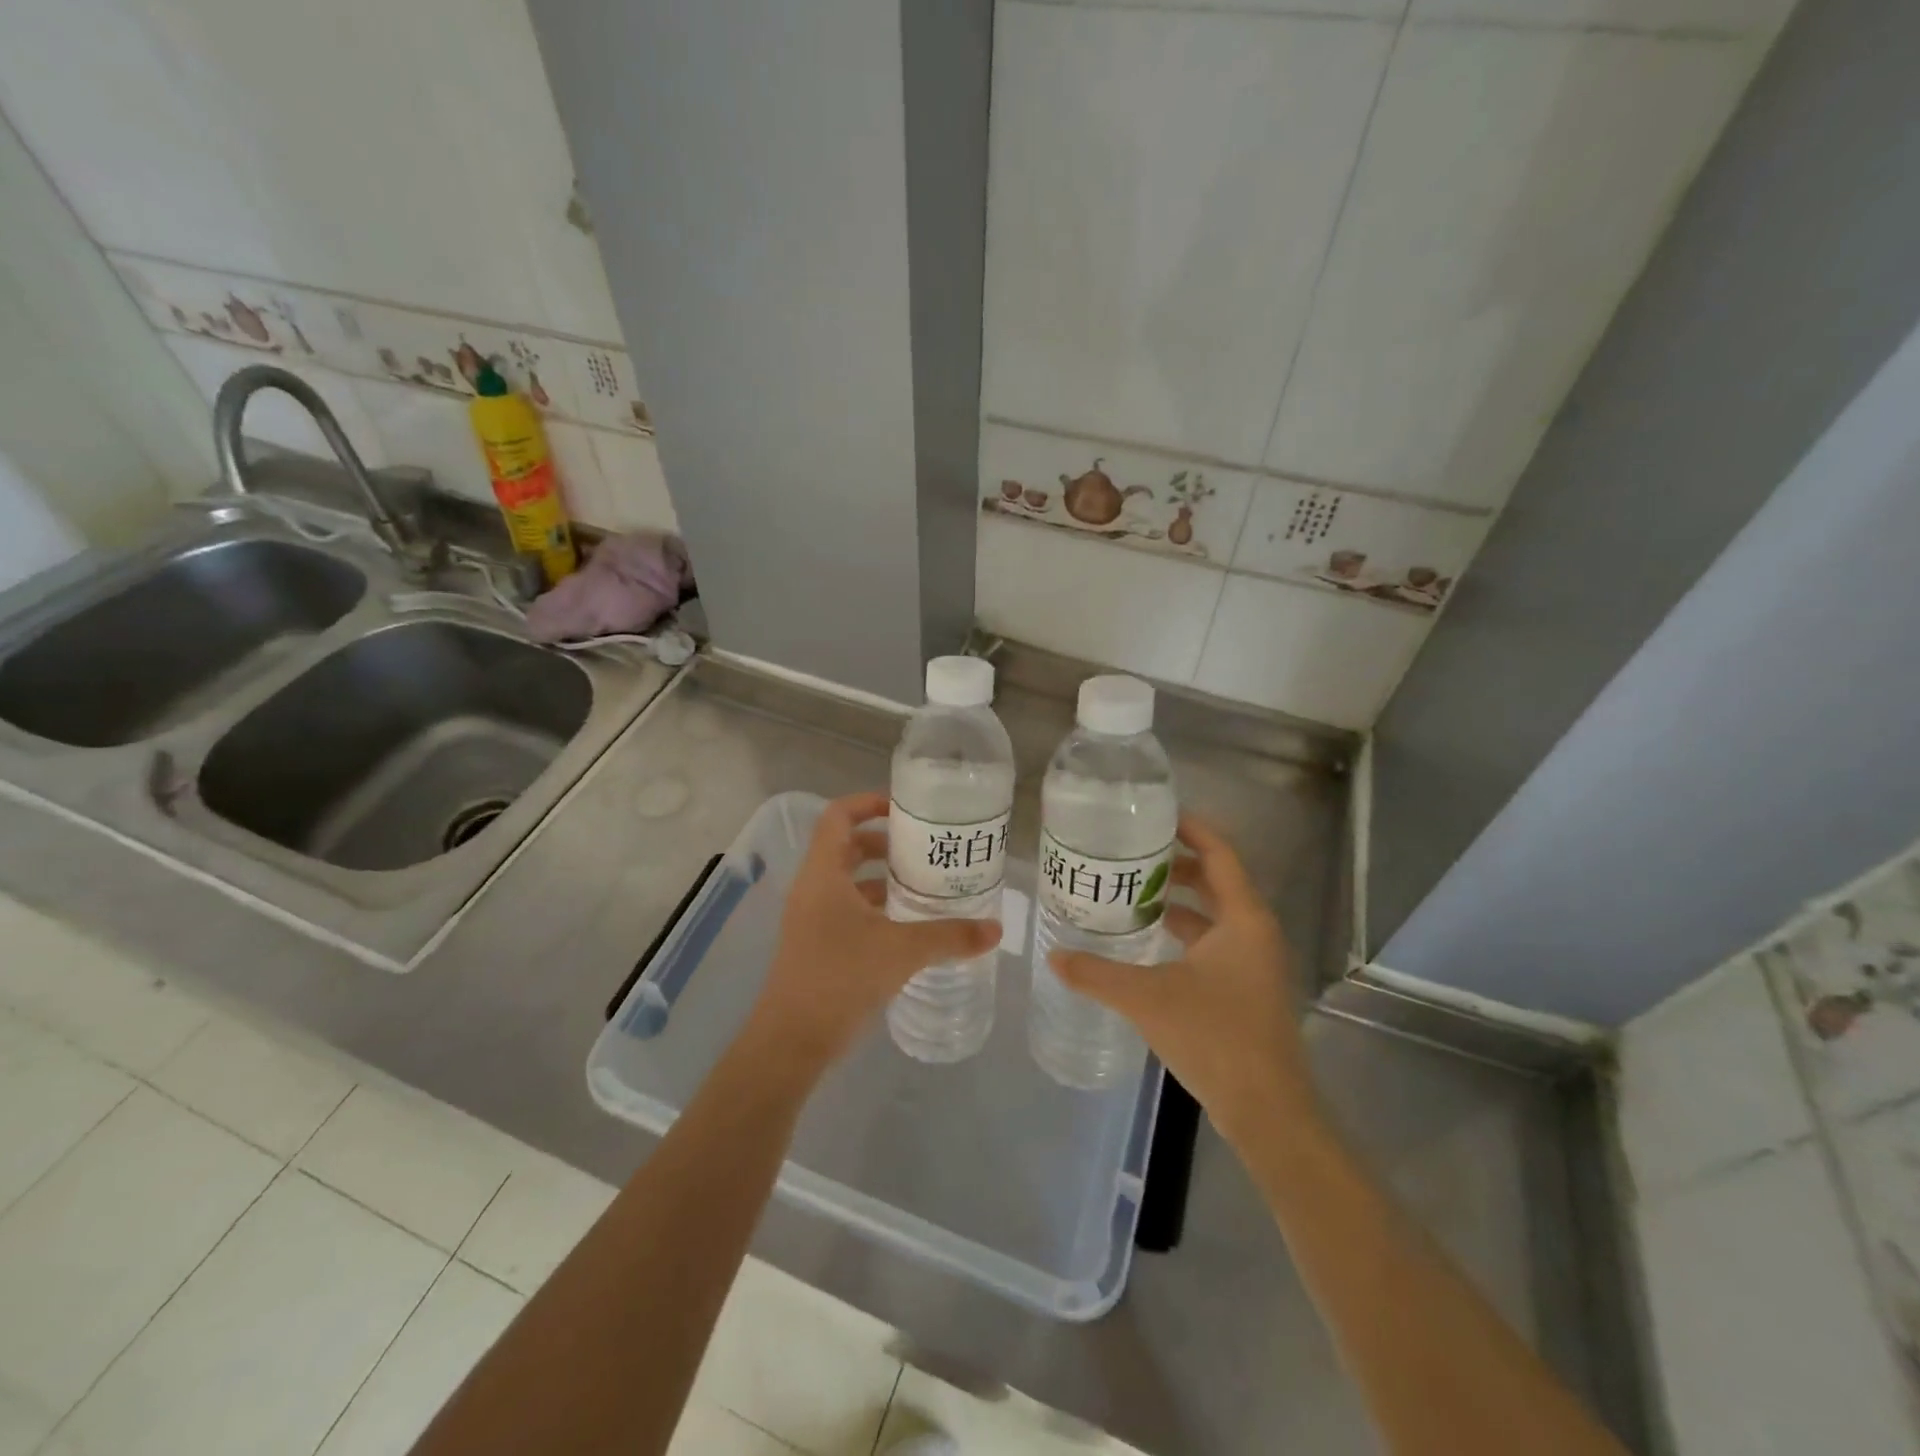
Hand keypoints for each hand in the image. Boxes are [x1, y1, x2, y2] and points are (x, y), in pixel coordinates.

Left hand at [743, 791, 999, 1074]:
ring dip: (881, 878)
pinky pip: (846, 910)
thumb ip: (949, 936)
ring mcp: (811, 918)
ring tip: (922, 885)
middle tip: (923, 849)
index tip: (905, 810)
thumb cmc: (840, 979)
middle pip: (845, 846)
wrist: (790, 1043)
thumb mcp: (901, 952)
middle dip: (884, 842)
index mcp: (823, 874)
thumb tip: (994, 929)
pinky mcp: (816, 945)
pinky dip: (874, 908)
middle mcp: (813, 889)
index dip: (868, 803)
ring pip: (847, 881)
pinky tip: (906, 927)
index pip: (839, 816)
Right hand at [1050, 814, 1316, 1145]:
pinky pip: (1214, 943)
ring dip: (1179, 901)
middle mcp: (1255, 933)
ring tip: (1132, 893)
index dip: (1191, 829)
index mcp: (1243, 919)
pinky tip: (1149, 943)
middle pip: (1216, 881)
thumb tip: (1054, 956)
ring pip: (1214, 915)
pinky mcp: (1246, 990)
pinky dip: (1185, 933)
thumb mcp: (1147, 998)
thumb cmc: (1215, 1037)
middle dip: (1176, 864)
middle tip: (1131, 855)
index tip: (1155, 815)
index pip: (1220, 853)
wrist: (1267, 1111)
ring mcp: (1254, 963)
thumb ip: (1097, 973)